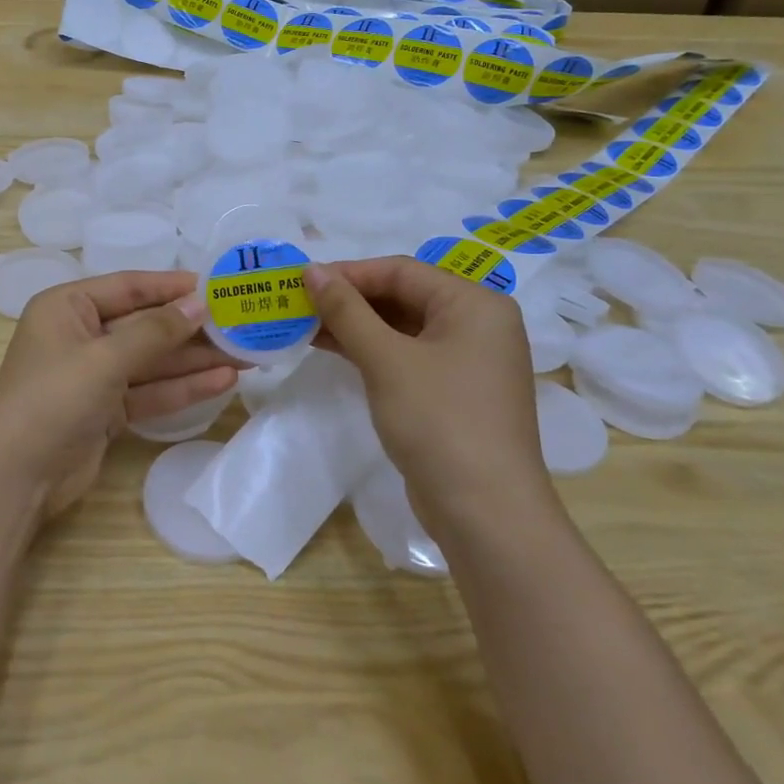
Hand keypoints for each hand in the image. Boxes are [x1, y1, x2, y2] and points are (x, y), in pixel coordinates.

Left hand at [0, 271, 236, 517]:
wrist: (15, 477)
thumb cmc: (53, 398)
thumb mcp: (105, 357)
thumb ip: (155, 331)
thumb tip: (200, 304)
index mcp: (67, 307)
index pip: (129, 287)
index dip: (172, 287)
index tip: (217, 286)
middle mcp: (80, 335)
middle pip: (144, 325)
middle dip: (190, 328)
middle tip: (241, 325)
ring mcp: (93, 375)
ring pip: (151, 360)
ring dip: (193, 359)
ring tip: (244, 354)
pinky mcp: (106, 410)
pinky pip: (149, 391)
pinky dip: (181, 388)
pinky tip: (222, 382)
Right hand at [306, 258, 550, 520]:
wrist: (484, 513)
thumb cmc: (438, 420)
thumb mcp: (386, 359)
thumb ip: (346, 310)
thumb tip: (311, 270)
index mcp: (474, 304)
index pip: (401, 271)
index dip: (349, 273)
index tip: (301, 280)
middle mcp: (477, 324)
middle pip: (403, 296)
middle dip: (349, 299)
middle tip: (299, 303)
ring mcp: (467, 360)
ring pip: (402, 327)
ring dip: (355, 325)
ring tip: (305, 324)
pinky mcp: (453, 390)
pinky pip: (406, 355)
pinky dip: (371, 349)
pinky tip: (332, 348)